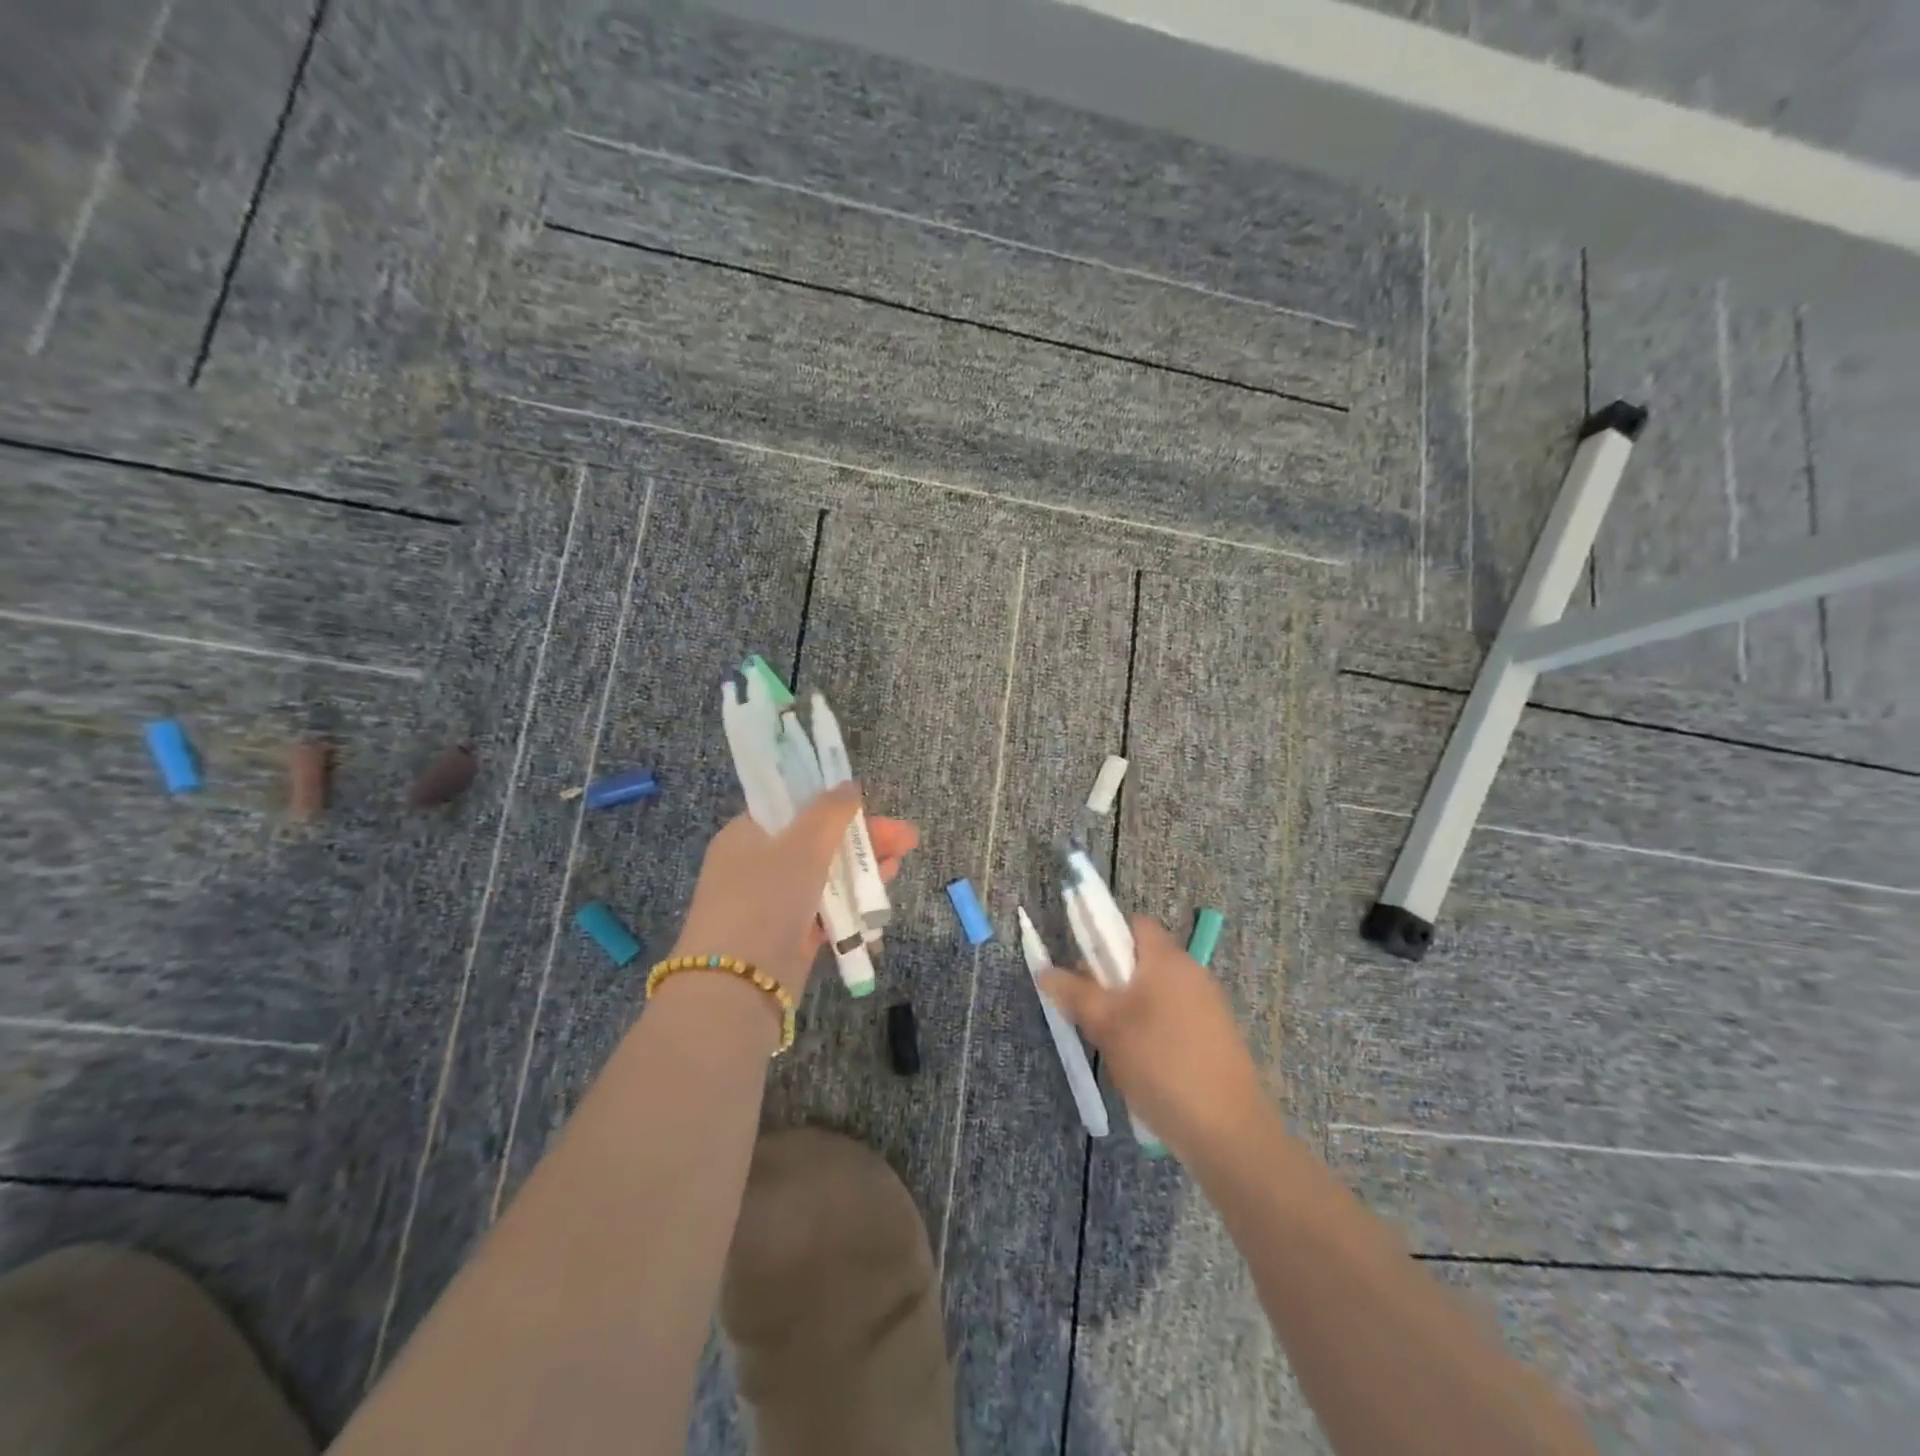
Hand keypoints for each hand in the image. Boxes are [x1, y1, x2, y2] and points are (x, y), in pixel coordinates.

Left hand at [670, 783, 919, 997]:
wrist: (738, 985)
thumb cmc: (767, 898)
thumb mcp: (802, 844)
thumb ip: (830, 811)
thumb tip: (849, 785)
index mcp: (747, 834)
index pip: (795, 807)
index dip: (835, 805)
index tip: (871, 807)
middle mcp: (756, 865)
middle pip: (818, 841)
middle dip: (863, 839)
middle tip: (906, 840)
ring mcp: (772, 903)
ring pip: (825, 877)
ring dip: (861, 871)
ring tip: (897, 867)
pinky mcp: (788, 937)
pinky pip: (825, 912)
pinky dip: (850, 906)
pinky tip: (878, 905)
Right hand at [1040, 915, 1263, 1156]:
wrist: (1229, 1133)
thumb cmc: (1161, 1065)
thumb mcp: (1107, 1027)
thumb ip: (1075, 994)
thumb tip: (1046, 971)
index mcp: (1168, 959)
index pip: (1133, 925)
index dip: (1104, 937)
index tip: (1083, 970)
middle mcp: (1192, 973)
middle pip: (1142, 960)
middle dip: (1110, 980)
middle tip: (1089, 1013)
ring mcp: (1209, 1007)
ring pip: (1156, 993)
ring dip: (1129, 1010)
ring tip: (1112, 1046)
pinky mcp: (1216, 1038)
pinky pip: (1174, 1019)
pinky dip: (1153, 1032)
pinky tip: (1143, 1067)